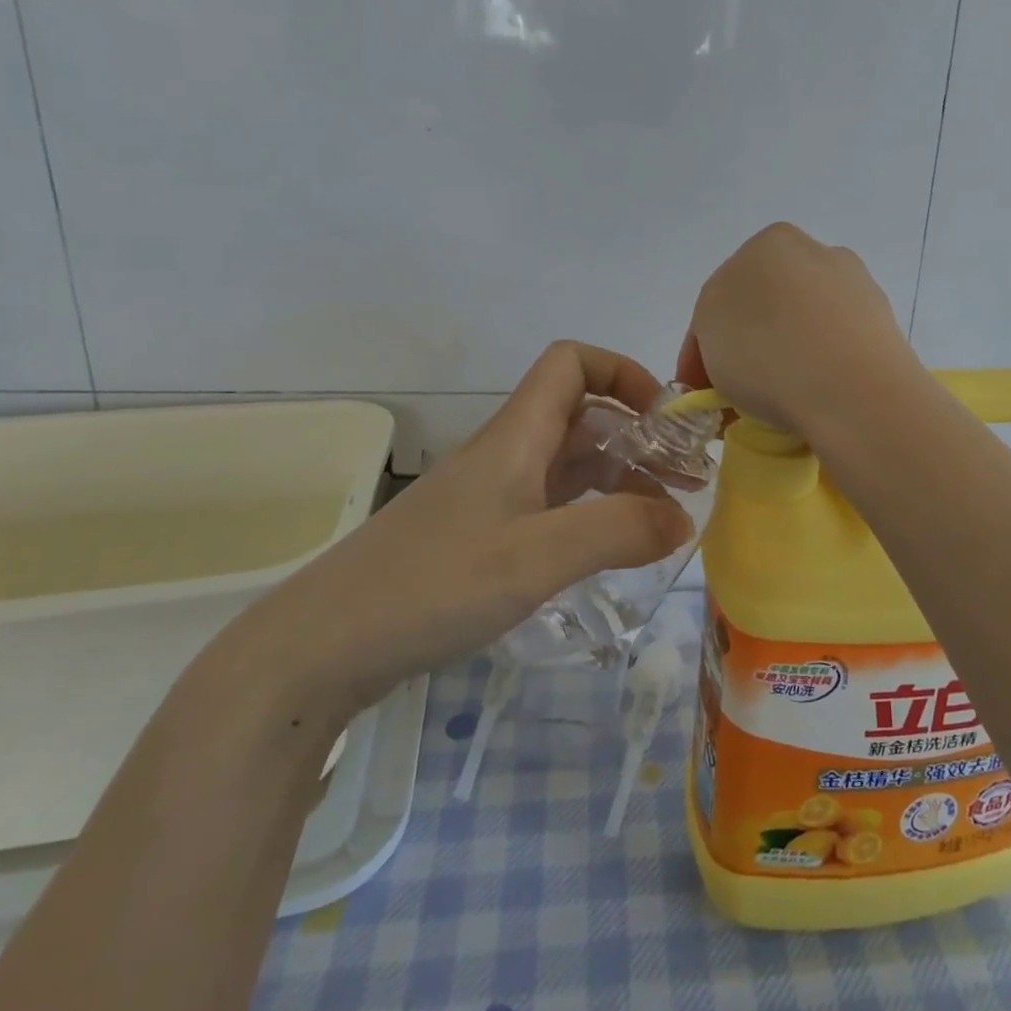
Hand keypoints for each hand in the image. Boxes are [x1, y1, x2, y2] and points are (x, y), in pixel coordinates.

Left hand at [212, 342, 692, 727]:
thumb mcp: (535, 558)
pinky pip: (553, 505)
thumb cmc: (432, 585)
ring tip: (665, 521)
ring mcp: (493, 497)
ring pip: (570, 464)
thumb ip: (617, 531)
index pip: (571, 362)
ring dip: (620, 478)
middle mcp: (508, 454)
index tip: (664, 419)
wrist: (323, 647)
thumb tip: (684, 516)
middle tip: (687, 482)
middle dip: (639, 436)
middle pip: (582, 415)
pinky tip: (611, 550)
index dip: (622, 371)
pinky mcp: (481, 537)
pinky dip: (592, 514)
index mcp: (517, 436)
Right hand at [676, 222, 916, 433]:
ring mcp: (858, 290)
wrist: (855, 392)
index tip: (699, 388)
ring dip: (783, 360)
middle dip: (746, 347)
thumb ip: (709, 327)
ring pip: (803, 329)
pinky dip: (817, 373)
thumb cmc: (767, 351)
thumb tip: (733, 351)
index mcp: (772, 242)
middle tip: (731, 396)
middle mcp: (819, 254)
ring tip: (770, 407)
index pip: (722, 294)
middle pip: (765, 307)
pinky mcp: (885, 331)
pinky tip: (808, 402)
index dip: (701, 346)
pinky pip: (835, 353)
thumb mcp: (707, 330)